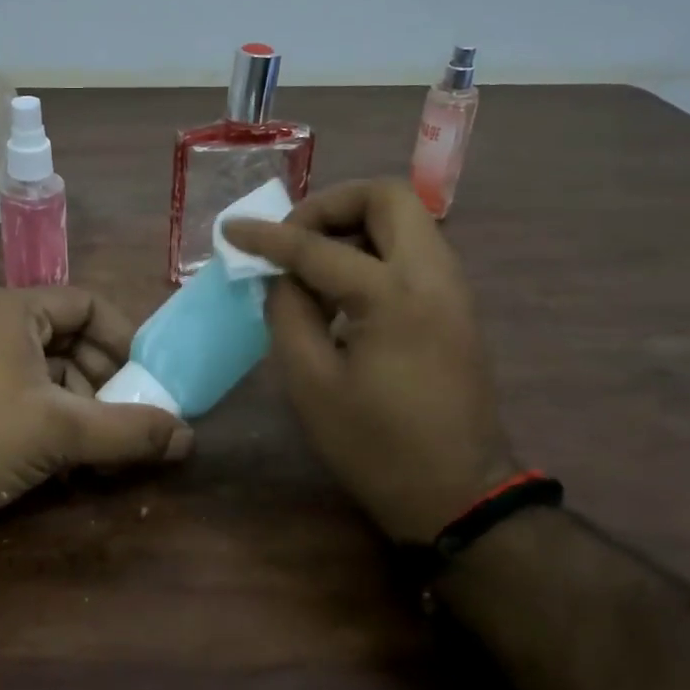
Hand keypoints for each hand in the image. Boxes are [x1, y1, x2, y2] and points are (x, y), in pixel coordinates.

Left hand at [0, 286, 192, 542]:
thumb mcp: (60, 432)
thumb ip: (128, 431)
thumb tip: (188, 438)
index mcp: (13, 310)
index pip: (87, 305)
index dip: (124, 338)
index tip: (148, 379)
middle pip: (70, 340)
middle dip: (105, 381)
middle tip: (129, 419)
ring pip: (48, 373)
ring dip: (81, 407)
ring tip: (103, 450)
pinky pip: (24, 395)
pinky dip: (52, 420)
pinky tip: (68, 459)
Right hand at [222, 180, 519, 545]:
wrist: (458, 493)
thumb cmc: (376, 446)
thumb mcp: (311, 384)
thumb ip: (288, 313)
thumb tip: (281, 275)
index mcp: (393, 295)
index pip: (318, 246)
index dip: (267, 237)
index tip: (230, 230)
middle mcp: (433, 275)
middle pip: (387, 197)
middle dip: (331, 205)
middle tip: (293, 238)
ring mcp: (453, 288)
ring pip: (405, 220)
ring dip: (354, 225)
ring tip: (312, 265)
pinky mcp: (456, 306)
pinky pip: (413, 251)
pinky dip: (374, 250)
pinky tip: (343, 290)